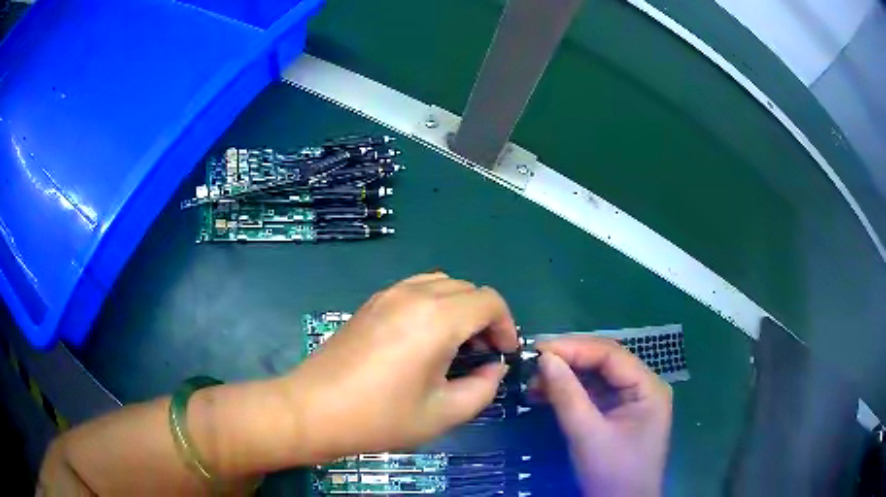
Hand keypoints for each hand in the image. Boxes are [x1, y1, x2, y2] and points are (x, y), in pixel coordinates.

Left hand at [287, 273, 518, 460]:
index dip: (506, 326)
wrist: (313, 410)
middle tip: (481, 355)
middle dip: (485, 318)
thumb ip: (483, 389)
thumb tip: (494, 369)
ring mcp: (388, 294)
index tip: (502, 355)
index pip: (490, 301)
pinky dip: (434, 304)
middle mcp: (414, 295)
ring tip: (454, 345)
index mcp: (437, 319)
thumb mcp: (443, 414)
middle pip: (468, 289)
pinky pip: (416, 288)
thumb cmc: (380, 418)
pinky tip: (423, 339)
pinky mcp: (371, 302)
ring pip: (442, 284)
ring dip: (459, 308)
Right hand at [535, 337, 671, 496]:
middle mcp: (643, 387)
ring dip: (566, 376)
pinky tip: (545, 393)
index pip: (611, 354)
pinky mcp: (617, 414)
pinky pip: (593, 394)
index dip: (574, 348)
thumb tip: (544, 358)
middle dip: (568, 361)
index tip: (538, 350)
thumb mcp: (587, 435)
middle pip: (604, 362)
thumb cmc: (612, 472)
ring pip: (597, 377)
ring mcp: (631, 401)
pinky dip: (569, 392)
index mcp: (647, 387)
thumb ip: (567, 395)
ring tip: (533, 380)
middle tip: (532, 363)